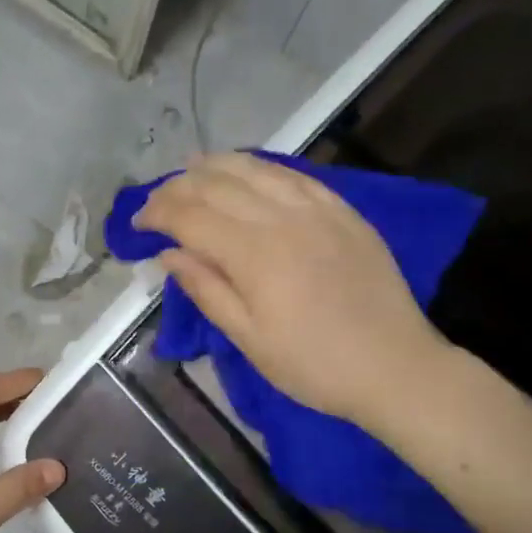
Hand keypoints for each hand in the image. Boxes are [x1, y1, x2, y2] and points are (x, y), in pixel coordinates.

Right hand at [136, 153, 447, 425]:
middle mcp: (282, 218)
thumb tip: (169, 253)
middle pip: (218, 185)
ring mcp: (318, 209)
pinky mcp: (344, 211)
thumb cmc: (313, 365)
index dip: (157, 213)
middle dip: (179, 187)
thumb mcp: (249, 339)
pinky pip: (295, 175)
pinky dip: (262, 168)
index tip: (136, 223)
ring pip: (256, 169)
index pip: (191, 216)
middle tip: (157, 200)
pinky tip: (249, 171)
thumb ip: (207, 290)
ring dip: (217, 166)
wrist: (394, 367)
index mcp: (254, 253)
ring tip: (192, 169)